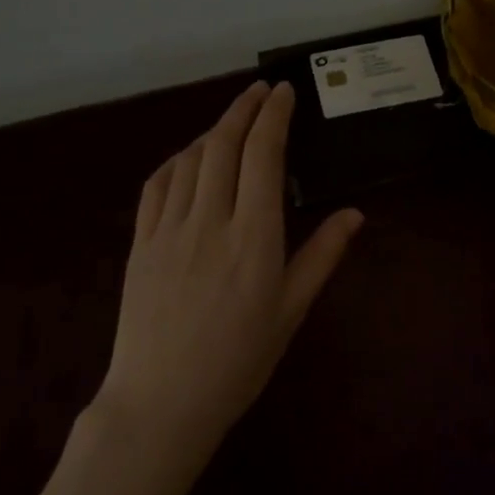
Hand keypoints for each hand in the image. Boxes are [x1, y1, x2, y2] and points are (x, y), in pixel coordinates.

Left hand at [97, 81, 363, 464]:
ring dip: (213, 129)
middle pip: (224, 144)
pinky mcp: (140, 242)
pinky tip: (189, 157)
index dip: (274, 116)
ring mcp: (169, 229)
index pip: (263, 155)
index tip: (284, 92)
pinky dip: (177, 159)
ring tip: (232, 118)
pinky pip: (157, 184)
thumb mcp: (290, 311)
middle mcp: (210, 220)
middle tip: (261, 91)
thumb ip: (321, 256)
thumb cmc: (238, 362)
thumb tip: (354, 213)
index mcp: (254, 237)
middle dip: (244, 108)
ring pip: (190, 158)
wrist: (162, 403)